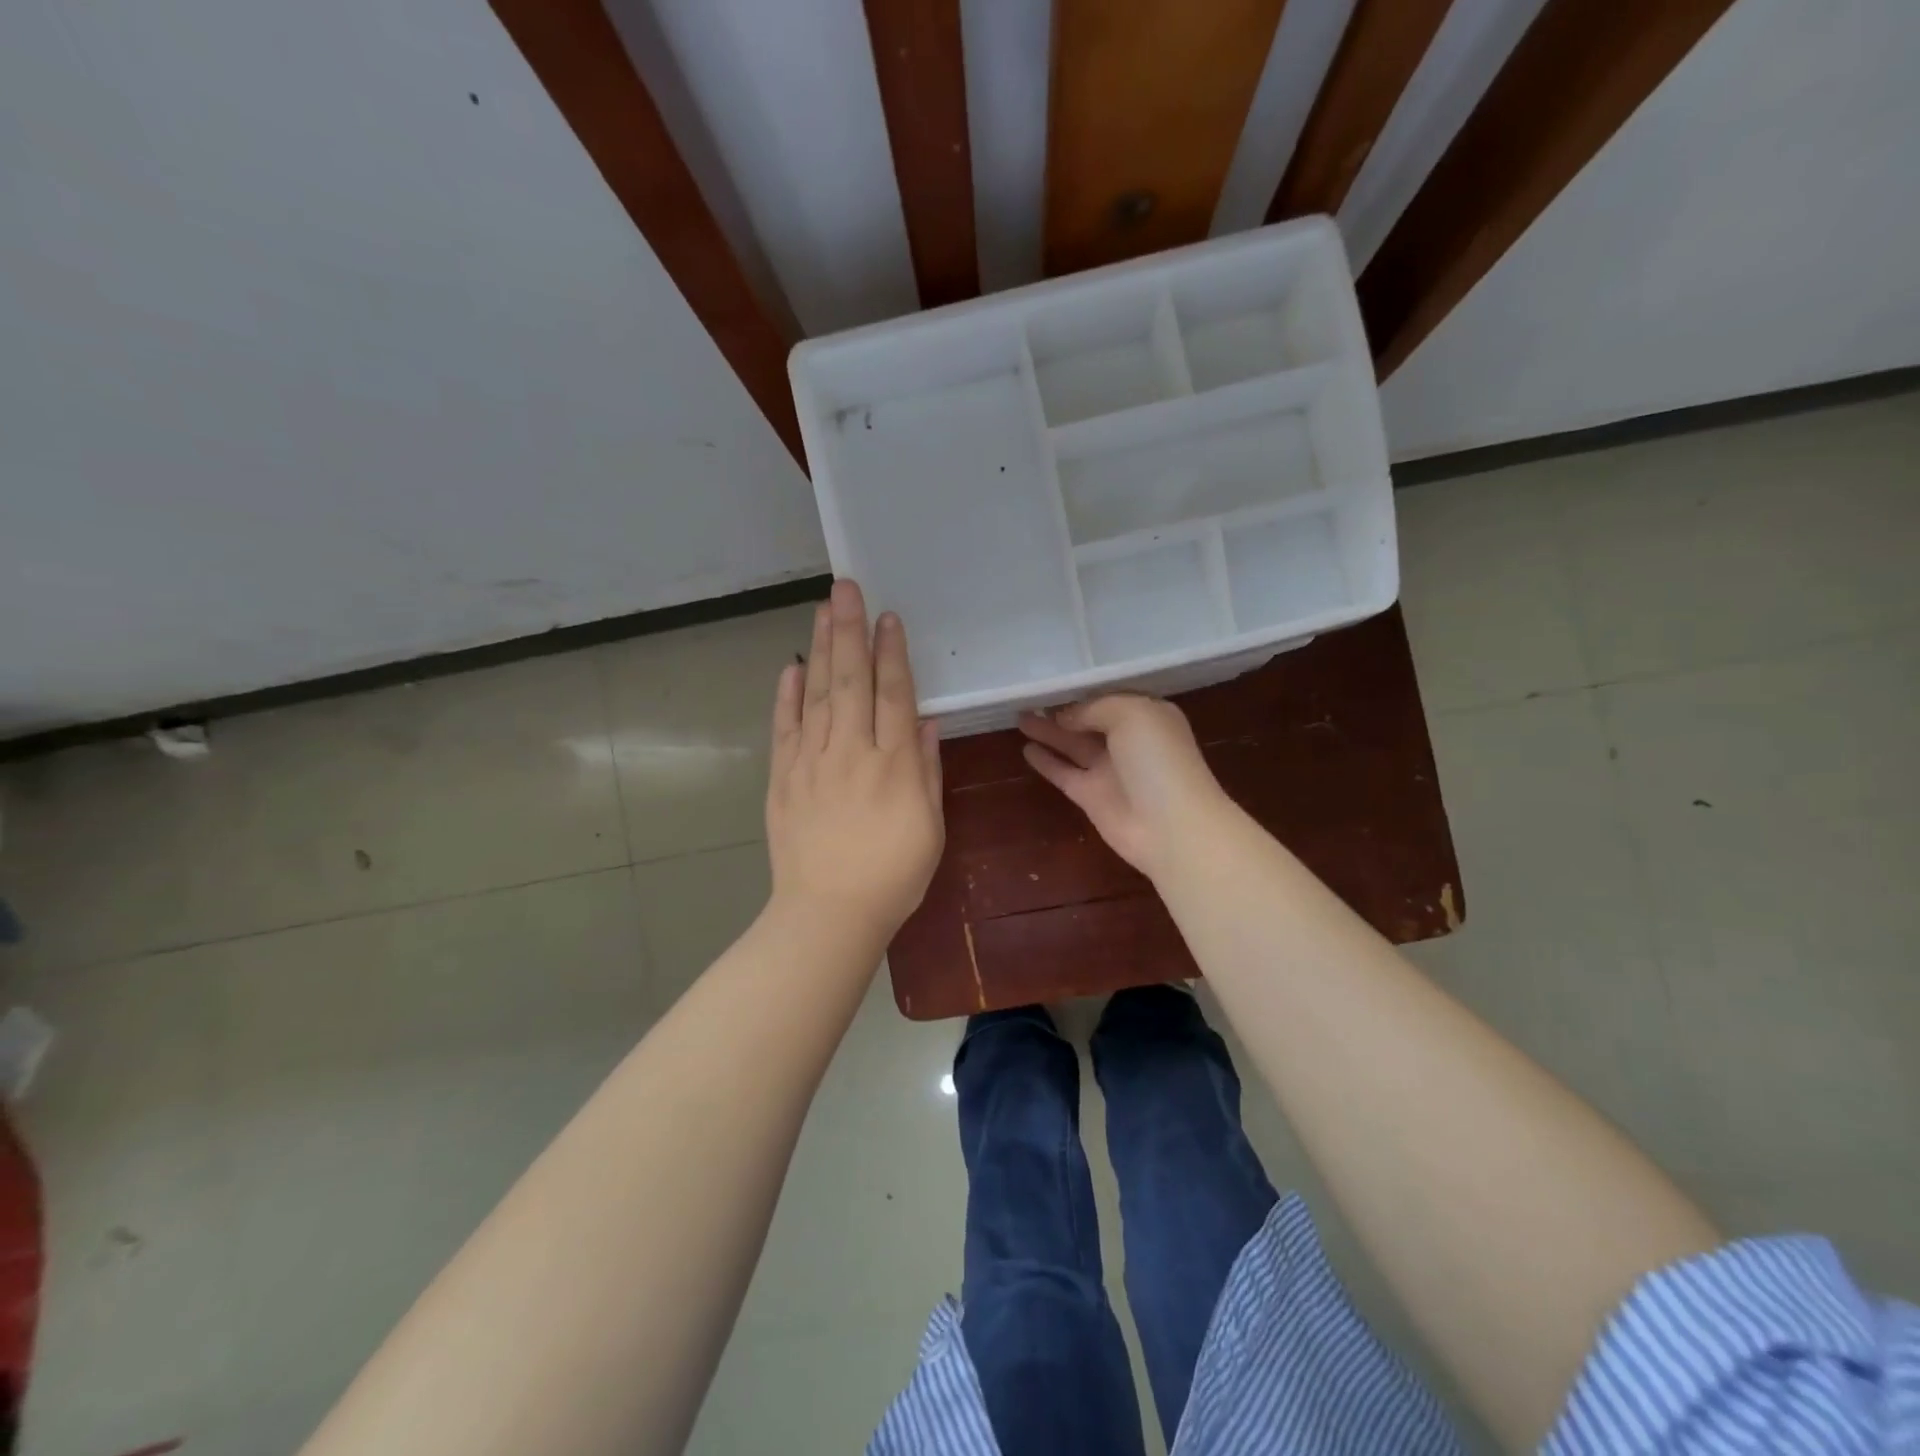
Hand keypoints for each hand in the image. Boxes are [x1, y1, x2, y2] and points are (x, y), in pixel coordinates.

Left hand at [766, 580, 944, 944]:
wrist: (828, 913)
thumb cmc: (893, 875)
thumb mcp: (929, 826)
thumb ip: (927, 770)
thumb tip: (926, 722)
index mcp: (894, 764)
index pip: (893, 694)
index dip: (892, 653)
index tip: (888, 617)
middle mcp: (852, 752)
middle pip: (851, 680)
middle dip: (850, 630)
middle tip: (846, 587)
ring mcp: (812, 762)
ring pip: (816, 694)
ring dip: (820, 648)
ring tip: (822, 610)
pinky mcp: (784, 778)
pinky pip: (785, 728)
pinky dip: (787, 695)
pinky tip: (791, 667)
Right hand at [1018, 695, 1229, 880]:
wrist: (1171, 826)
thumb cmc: (1158, 759)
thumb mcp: (1132, 713)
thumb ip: (1095, 708)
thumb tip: (1066, 717)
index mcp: (1146, 715)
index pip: (1109, 697)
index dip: (1082, 691)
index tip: (1052, 683)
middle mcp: (1127, 740)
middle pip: (1088, 720)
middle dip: (1061, 709)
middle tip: (1027, 698)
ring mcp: (1108, 770)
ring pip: (1072, 744)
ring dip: (1047, 731)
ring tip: (1018, 716)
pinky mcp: (1090, 796)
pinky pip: (1063, 772)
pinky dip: (1045, 761)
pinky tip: (1025, 748)